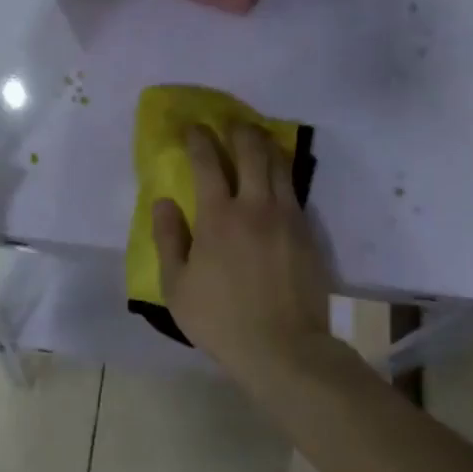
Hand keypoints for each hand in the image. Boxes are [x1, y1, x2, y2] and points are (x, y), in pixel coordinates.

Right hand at [154, 124, 331, 379]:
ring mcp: (287, 217)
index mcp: (218, 216)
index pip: (207, 162)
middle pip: (251, 150)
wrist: (283, 348)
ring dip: (265, 145)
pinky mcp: (308, 232)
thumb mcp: (176, 286)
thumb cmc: (220, 319)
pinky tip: (276, 177)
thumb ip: (168, 238)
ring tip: (255, 139)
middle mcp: (255, 206)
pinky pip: (294, 190)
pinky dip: (282, 173)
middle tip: (229, 123)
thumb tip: (164, 202)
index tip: (192, 127)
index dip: (198, 139)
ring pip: (279, 165)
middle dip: (238, 130)